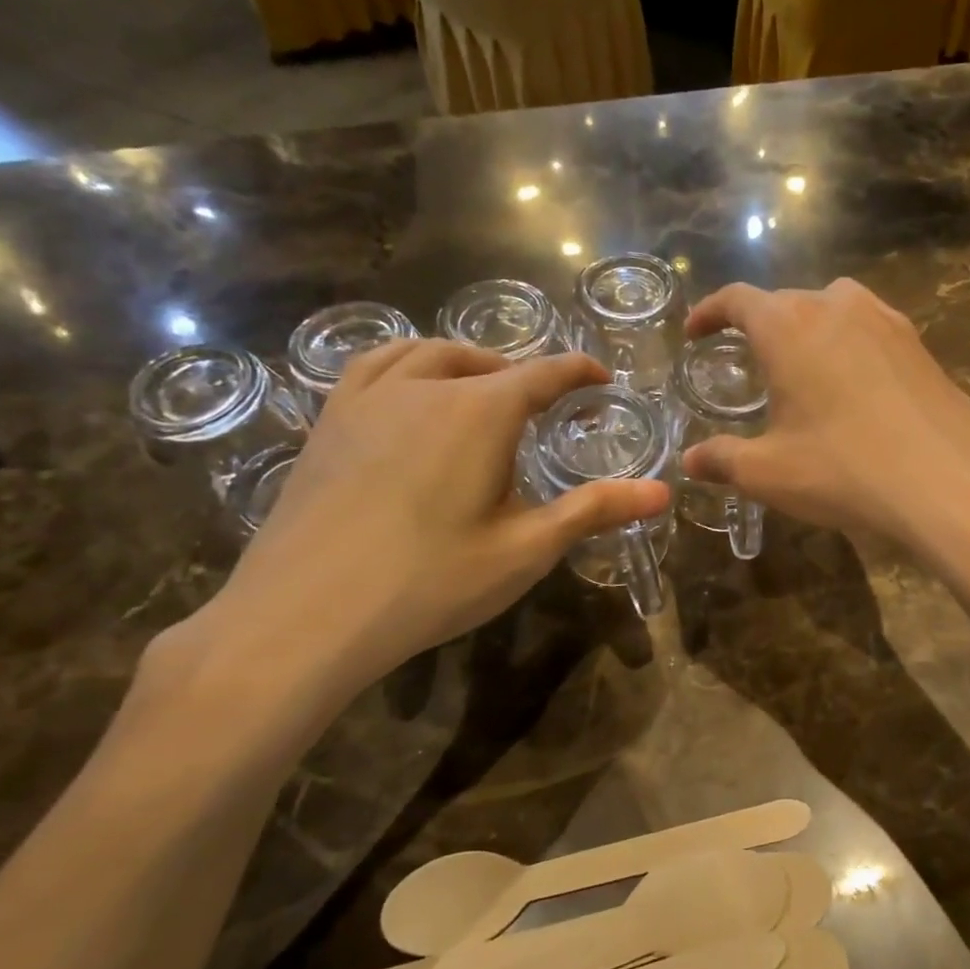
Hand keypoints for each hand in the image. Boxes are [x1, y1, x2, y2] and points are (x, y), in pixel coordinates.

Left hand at [171, 341, 669, 730]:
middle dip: (522, 373)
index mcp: (482, 412)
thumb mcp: (526, 548)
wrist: (306, 614)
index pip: (544, 374)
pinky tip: (406, 392)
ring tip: (480, 383)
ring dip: (465, 361)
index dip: (578, 371)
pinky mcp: (328, 422)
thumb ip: (594, 510)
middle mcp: (426, 388)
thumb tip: (663, 492)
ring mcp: (368, 400)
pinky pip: (372, 367)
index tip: (600, 377)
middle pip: (486, 362)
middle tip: (543, 402)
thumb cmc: (432, 581)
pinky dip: (404, 363)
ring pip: (426, 354)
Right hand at [680, 280, 969, 554]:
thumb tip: (691, 461)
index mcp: (788, 326)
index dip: (710, 313)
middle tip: (748, 363)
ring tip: (802, 367)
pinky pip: (869, 329)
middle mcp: (836, 306)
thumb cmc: (844, 469)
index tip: (696, 333)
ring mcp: (885, 320)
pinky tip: (854, 385)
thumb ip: (723, 460)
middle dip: (759, 326)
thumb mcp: (769, 472)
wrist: (949, 482)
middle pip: (785, 302)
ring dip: (808, 329)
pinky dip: (848, 344)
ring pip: (833, 308)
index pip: (737, 300)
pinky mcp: (919, 344)